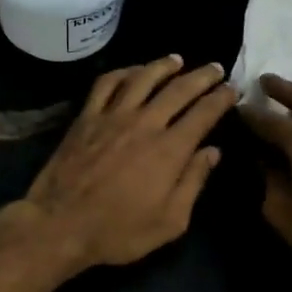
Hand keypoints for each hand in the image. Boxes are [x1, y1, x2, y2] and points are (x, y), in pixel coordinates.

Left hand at [20, 56, 236, 270]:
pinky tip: (132, 71)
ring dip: (163, 66)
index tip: (232, 89)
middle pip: (178, 89)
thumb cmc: (118, 231)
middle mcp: (144, 123)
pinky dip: (122, 72)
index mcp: (169, 150)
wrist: (59, 225)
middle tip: (215, 68)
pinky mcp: (86, 117)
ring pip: (142, 78)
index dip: (221, 98)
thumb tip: (212, 152)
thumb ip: (193, 183)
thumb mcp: (170, 221)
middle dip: (201, 77)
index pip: (203, 113)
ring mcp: (112, 116)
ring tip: (177, 60)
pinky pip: (106, 84)